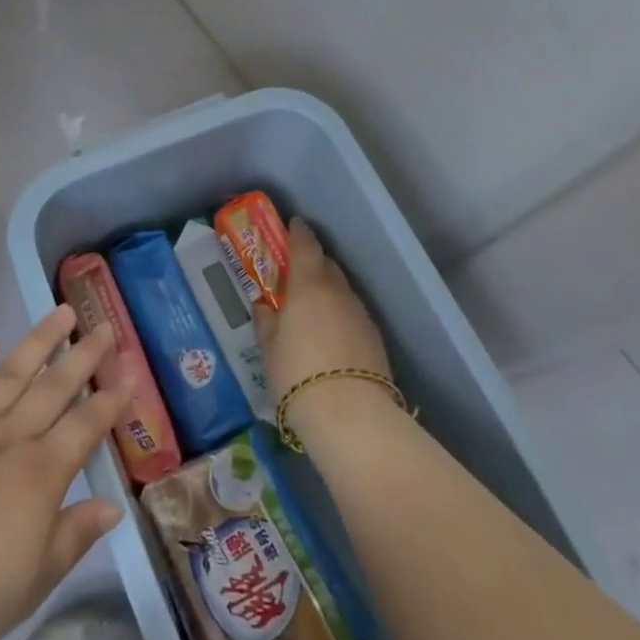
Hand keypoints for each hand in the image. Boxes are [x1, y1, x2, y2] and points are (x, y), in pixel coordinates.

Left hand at [0, 306, 132, 639]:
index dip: (110, 401)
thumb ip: (74, 536)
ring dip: (38, 343)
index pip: (85, 427)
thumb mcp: (34, 582)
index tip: (128, 373)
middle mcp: (9, 439)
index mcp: (40, 475)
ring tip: (60, 313)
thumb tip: (113, 506)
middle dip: (83, 356)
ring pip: (10, 376)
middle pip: (53, 388)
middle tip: (104, 326)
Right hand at [254, 218, 389, 397]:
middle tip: (295, 271)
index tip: (292, 224)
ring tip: (311, 306)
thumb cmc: (297, 373)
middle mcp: (338, 291)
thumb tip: (264, 306)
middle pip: (327, 264)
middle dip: (312, 262)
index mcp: (309, 285)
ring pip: (342, 290)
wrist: (350, 414)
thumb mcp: (269, 348)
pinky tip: (330, 331)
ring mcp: (360, 313)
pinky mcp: (374, 337)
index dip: (298, 232)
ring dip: (327, 289)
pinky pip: (352, 312)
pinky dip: (340, 312)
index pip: (306, 244)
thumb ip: (266, 321)